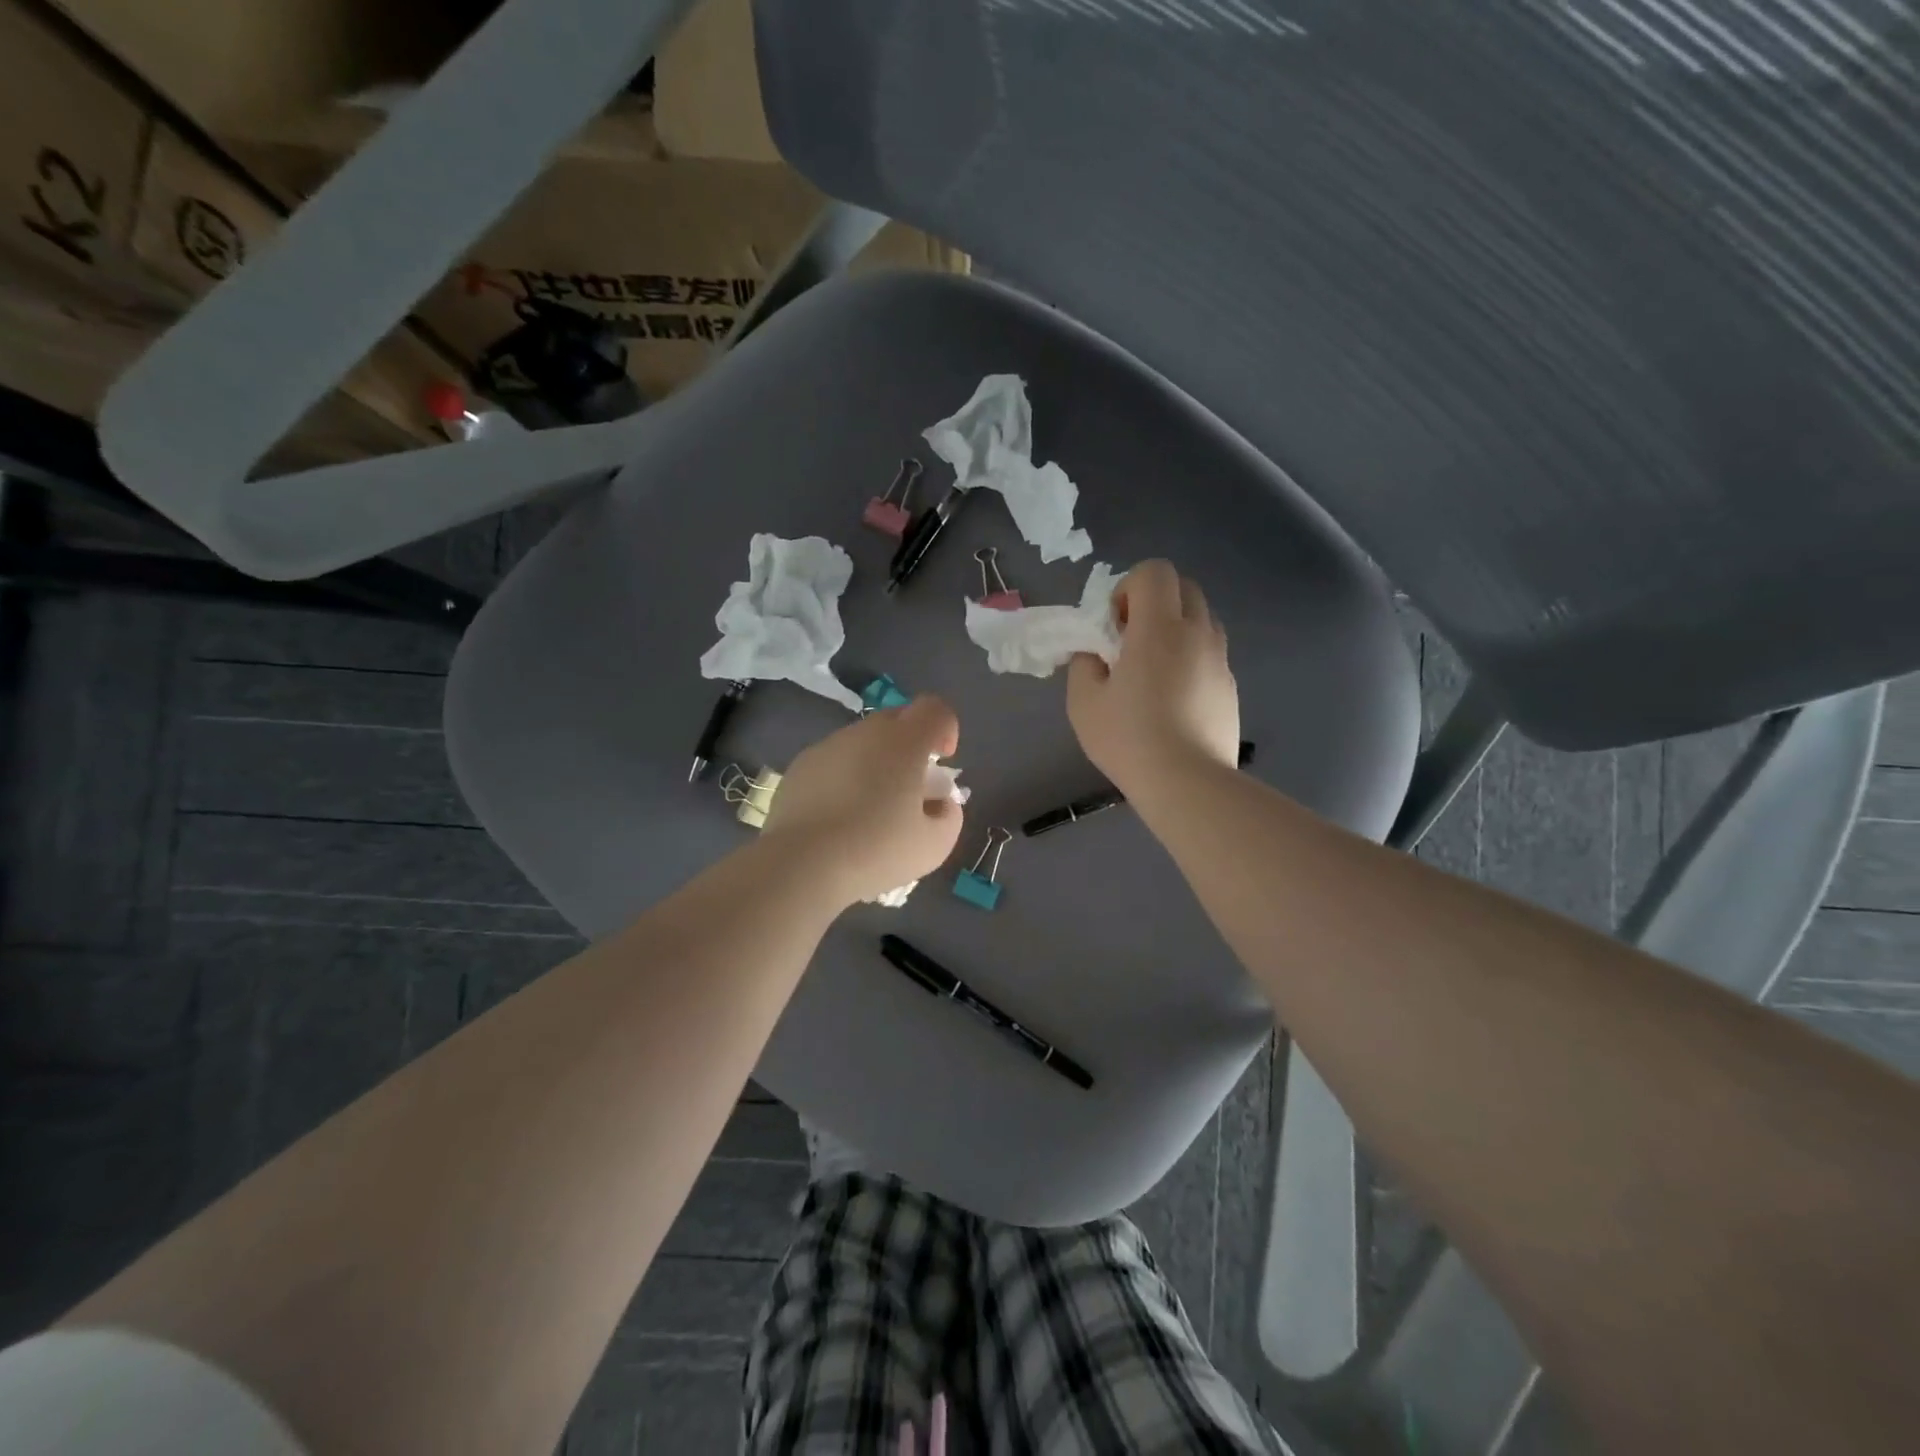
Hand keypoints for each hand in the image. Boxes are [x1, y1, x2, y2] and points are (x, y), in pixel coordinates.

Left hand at [762, 695, 965, 906]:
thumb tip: (940, 804)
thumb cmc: (876, 851)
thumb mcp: (934, 845)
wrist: (802, 866)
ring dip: (876, 763)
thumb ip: (949, 816)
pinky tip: (839, 818)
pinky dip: (845, 778)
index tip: (943, 761)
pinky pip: (834, 761)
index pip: (934, 709)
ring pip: (863, 742)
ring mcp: (828, 746)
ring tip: (871, 809)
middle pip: (897, 721)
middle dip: (911, 746)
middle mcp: (865, 733)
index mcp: (904, 742)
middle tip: (910, 789)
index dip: (946, 729)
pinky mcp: (800, 767)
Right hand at [1067, 560, 1239, 801]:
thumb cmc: (1128, 738)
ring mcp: (1220, 660)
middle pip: (1184, 587)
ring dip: (1175, 628)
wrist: (1187, 783)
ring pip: (1201, 619)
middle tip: (1131, 642)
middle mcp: (1196, 633)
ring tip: (1154, 670)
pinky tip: (1174, 699)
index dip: (1128, 588)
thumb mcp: (1083, 701)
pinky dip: (1191, 658)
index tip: (1115, 627)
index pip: (1154, 571)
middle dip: (1154, 602)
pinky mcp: (1230, 686)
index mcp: (1159, 628)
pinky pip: (1210, 653)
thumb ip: (1084, 664)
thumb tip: (1096, 653)